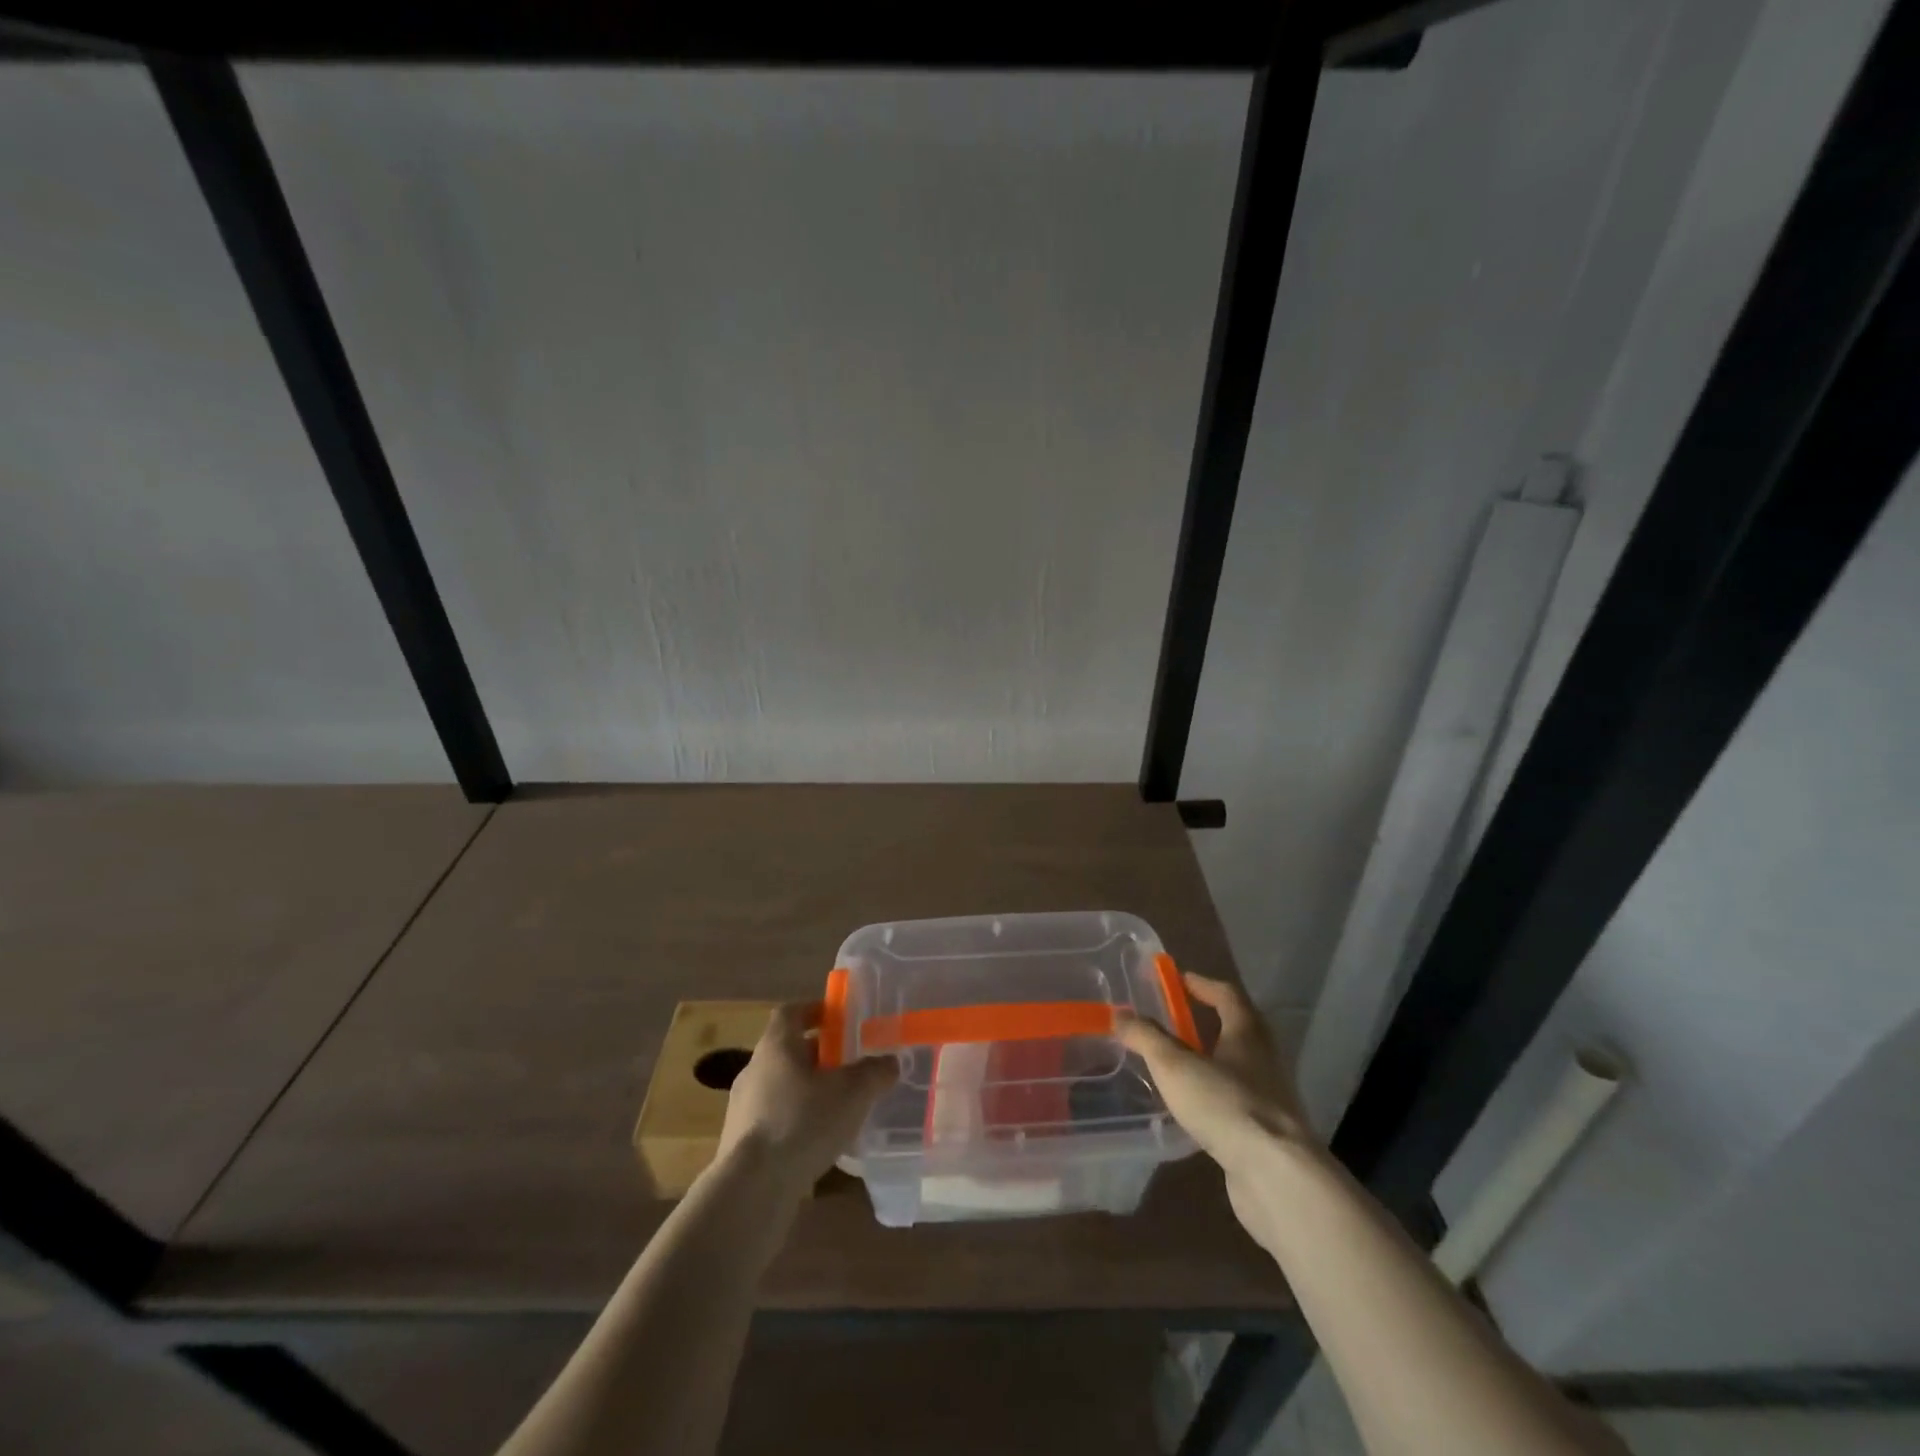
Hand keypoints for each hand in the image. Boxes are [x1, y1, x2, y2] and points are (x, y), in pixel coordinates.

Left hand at [715, 1002, 897, 1195]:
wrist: (752, 1188)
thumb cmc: (803, 1122)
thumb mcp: (853, 1092)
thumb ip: (875, 1072)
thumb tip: (890, 1062)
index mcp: (777, 1045)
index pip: (791, 1012)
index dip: (814, 1010)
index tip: (838, 1017)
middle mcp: (754, 1069)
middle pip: (788, 1051)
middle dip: (818, 1055)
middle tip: (849, 1065)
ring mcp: (743, 1108)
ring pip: (781, 1086)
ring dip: (807, 1091)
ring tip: (837, 1107)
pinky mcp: (740, 1143)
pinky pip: (773, 1119)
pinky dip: (795, 1122)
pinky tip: (817, 1142)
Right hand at [1117, 973, 1315, 1240]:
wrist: (1277, 1176)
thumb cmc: (1225, 1104)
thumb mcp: (1174, 1065)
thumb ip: (1146, 1037)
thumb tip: (1120, 1014)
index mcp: (1247, 1032)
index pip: (1227, 994)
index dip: (1202, 984)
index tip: (1179, 979)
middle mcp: (1264, 1058)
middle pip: (1238, 1028)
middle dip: (1208, 1020)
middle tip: (1175, 1020)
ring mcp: (1270, 1097)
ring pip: (1238, 1066)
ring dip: (1212, 1059)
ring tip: (1178, 1065)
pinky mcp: (1268, 1132)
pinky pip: (1237, 1101)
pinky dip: (1216, 1095)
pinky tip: (1194, 1109)